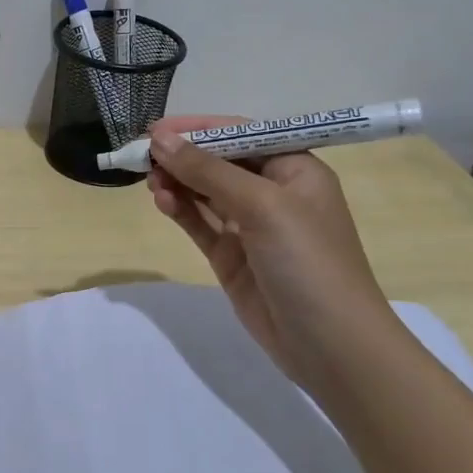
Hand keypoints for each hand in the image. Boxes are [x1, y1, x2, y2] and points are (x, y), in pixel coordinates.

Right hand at [147, 117, 408, 398]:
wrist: (329, 344)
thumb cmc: (307, 261)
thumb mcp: (262, 206)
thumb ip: (208, 171)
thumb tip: (160, 139)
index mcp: (295, 170)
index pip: (241, 135)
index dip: (199, 128)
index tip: (156, 129)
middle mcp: (273, 193)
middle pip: (219, 162)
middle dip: (183, 156)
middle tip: (142, 156)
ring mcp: (251, 227)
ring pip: (205, 192)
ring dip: (177, 182)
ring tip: (150, 181)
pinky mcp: (232, 256)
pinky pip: (200, 223)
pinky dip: (180, 210)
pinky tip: (161, 201)